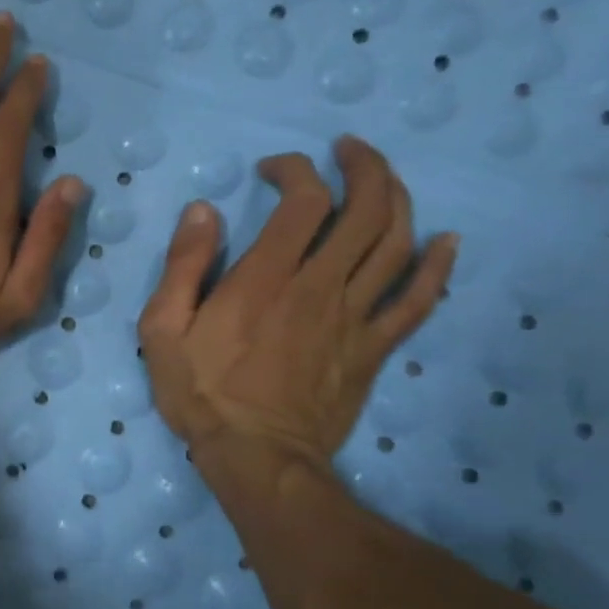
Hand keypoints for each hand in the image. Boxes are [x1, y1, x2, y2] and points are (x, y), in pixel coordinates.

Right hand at [137, 136, 455, 473]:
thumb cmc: (202, 393)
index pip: (303, 201)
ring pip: (397, 244)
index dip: (296, 170)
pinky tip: (445, 241)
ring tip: (384, 178)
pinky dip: (438, 266)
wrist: (257, 458)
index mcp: (266, 279)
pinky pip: (419, 300)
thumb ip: (183, 266)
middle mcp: (320, 287)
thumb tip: (203, 211)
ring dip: (398, 199)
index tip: (274, 169)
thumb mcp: (163, 329)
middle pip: (366, 210)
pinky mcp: (374, 348)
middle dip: (364, 167)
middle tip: (348, 150)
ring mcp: (355, 317)